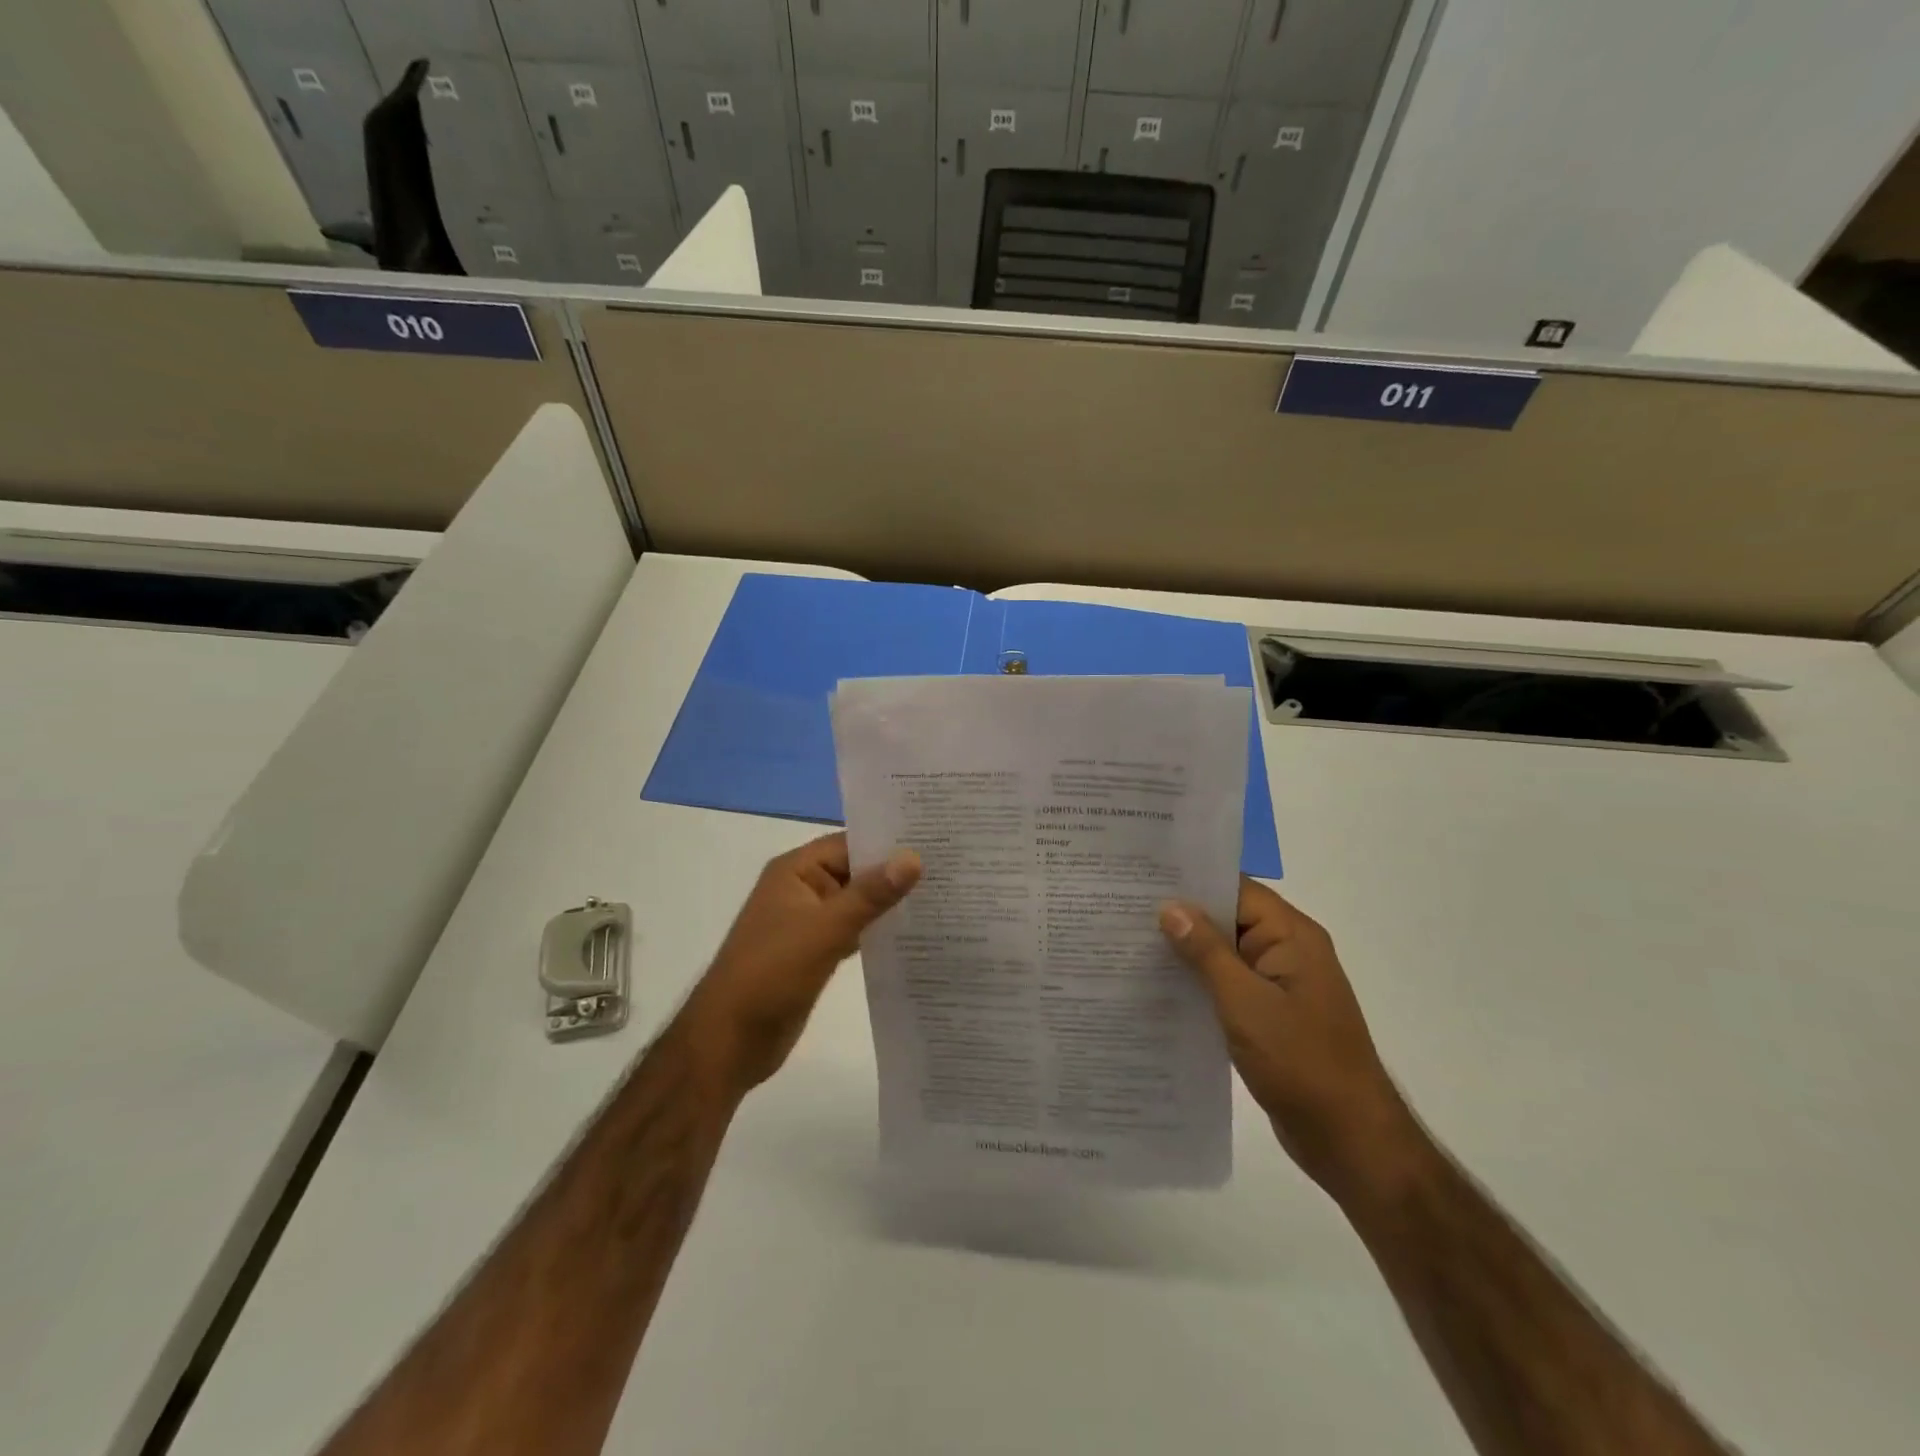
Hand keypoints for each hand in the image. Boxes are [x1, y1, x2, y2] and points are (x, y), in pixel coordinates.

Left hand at [681, 832, 919, 1097]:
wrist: (729, 1040)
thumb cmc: (772, 973)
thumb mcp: (825, 929)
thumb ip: (870, 894)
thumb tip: (913, 857)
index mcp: (795, 871)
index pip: (850, 843)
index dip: (889, 841)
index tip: (935, 840)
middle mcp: (801, 889)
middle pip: (855, 871)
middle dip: (894, 872)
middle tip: (950, 867)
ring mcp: (807, 922)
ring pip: (856, 903)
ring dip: (888, 903)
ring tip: (941, 896)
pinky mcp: (814, 952)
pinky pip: (852, 931)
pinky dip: (876, 930)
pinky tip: (912, 934)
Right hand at [1160, 880, 1427, 1201]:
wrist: (1350, 1140)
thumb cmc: (1301, 1062)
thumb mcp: (1245, 1002)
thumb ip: (1206, 952)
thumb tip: (1170, 907)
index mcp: (1291, 936)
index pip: (1235, 889)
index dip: (1191, 881)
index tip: (1142, 879)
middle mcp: (1287, 952)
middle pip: (1228, 918)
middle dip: (1181, 916)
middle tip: (1123, 909)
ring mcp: (1279, 985)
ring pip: (1224, 954)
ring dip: (1186, 952)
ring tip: (1129, 943)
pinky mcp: (1270, 1016)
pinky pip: (1228, 985)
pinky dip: (1199, 983)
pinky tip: (1158, 987)